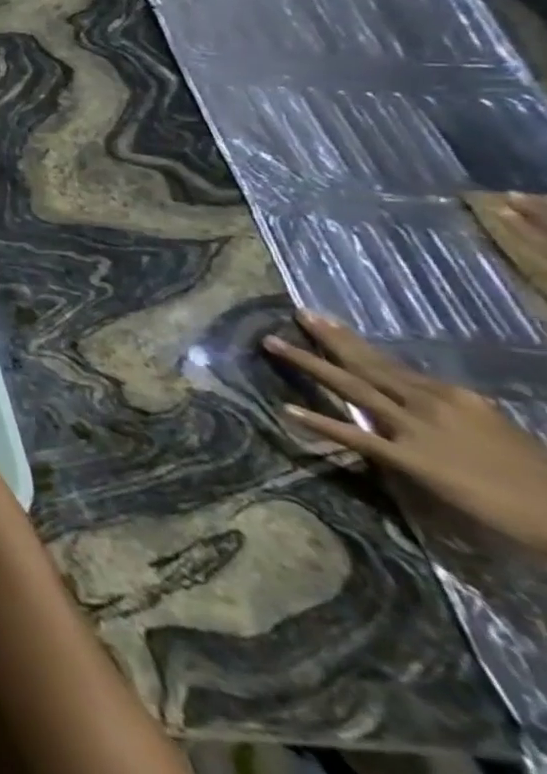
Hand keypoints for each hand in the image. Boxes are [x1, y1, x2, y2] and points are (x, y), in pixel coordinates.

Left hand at [265, 311, 546, 554]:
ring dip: (308, 364)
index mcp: (452, 396)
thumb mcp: (493, 430)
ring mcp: (417, 429)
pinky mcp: (413, 461)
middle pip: (366, 364)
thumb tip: (421, 401)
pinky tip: (290, 410)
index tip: (326, 322)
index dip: (354, 343)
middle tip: (297, 314)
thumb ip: (453, 413)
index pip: (390, 363)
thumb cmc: (538, 475)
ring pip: (351, 387)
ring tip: (270, 343)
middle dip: (328, 339)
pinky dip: (322, 423)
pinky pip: (358, 438)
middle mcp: (429, 403)